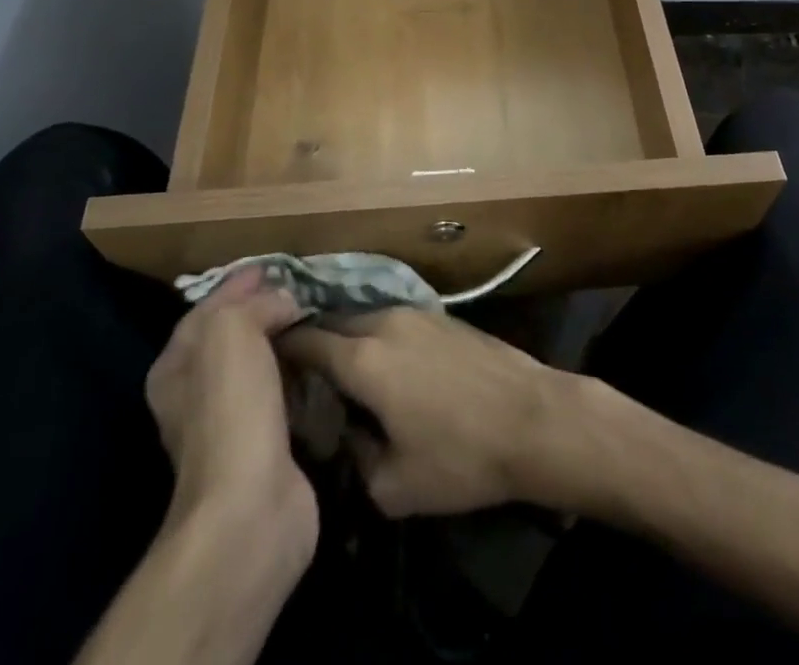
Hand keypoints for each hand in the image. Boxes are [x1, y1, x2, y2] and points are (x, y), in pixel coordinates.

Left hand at [146, 270, 314, 542]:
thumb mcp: (231, 331)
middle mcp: (194, 396)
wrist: (251, 509)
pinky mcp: (264, 449)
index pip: (207, 309)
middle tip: (302, 291)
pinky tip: (321, 365)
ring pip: (258, 367)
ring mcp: (228, 426)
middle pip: (231, 338)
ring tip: (317, 320)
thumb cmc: (232, 411)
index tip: (274, 266)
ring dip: (284, 344)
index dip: (237, 285)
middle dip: (262, 311)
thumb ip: (253, 304)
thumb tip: (284, 302)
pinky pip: (282, 396)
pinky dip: (299, 376)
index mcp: (176, 367)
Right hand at [276, 308, 587, 517]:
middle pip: (334, 323)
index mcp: (364, 358)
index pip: (306, 341)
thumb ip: (354, 456)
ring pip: (365, 318)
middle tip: (300, 376)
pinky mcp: (443, 316)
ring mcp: (417, 313)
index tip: (264, 367)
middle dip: (313, 343)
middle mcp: (385, 322)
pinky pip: (394, 320)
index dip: (281, 351)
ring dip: (347, 338)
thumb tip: (343, 434)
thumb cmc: (461, 457)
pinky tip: (384, 365)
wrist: (534, 418)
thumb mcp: (395, 485)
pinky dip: (377, 336)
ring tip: (340, 372)